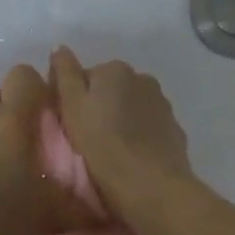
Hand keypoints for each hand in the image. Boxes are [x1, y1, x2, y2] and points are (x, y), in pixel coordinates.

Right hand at [49, 48, 195, 218]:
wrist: (153, 187)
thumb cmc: (103, 146)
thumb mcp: (72, 108)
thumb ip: (65, 74)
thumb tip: (60, 47)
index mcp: (114, 69)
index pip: (85, 76)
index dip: (74, 100)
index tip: (69, 124)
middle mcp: (142, 78)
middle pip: (110, 89)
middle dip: (100, 108)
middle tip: (87, 139)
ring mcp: (162, 104)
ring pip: (131, 107)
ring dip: (121, 120)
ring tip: (109, 151)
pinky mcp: (174, 130)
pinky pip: (148, 127)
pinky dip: (139, 135)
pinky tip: (132, 157)